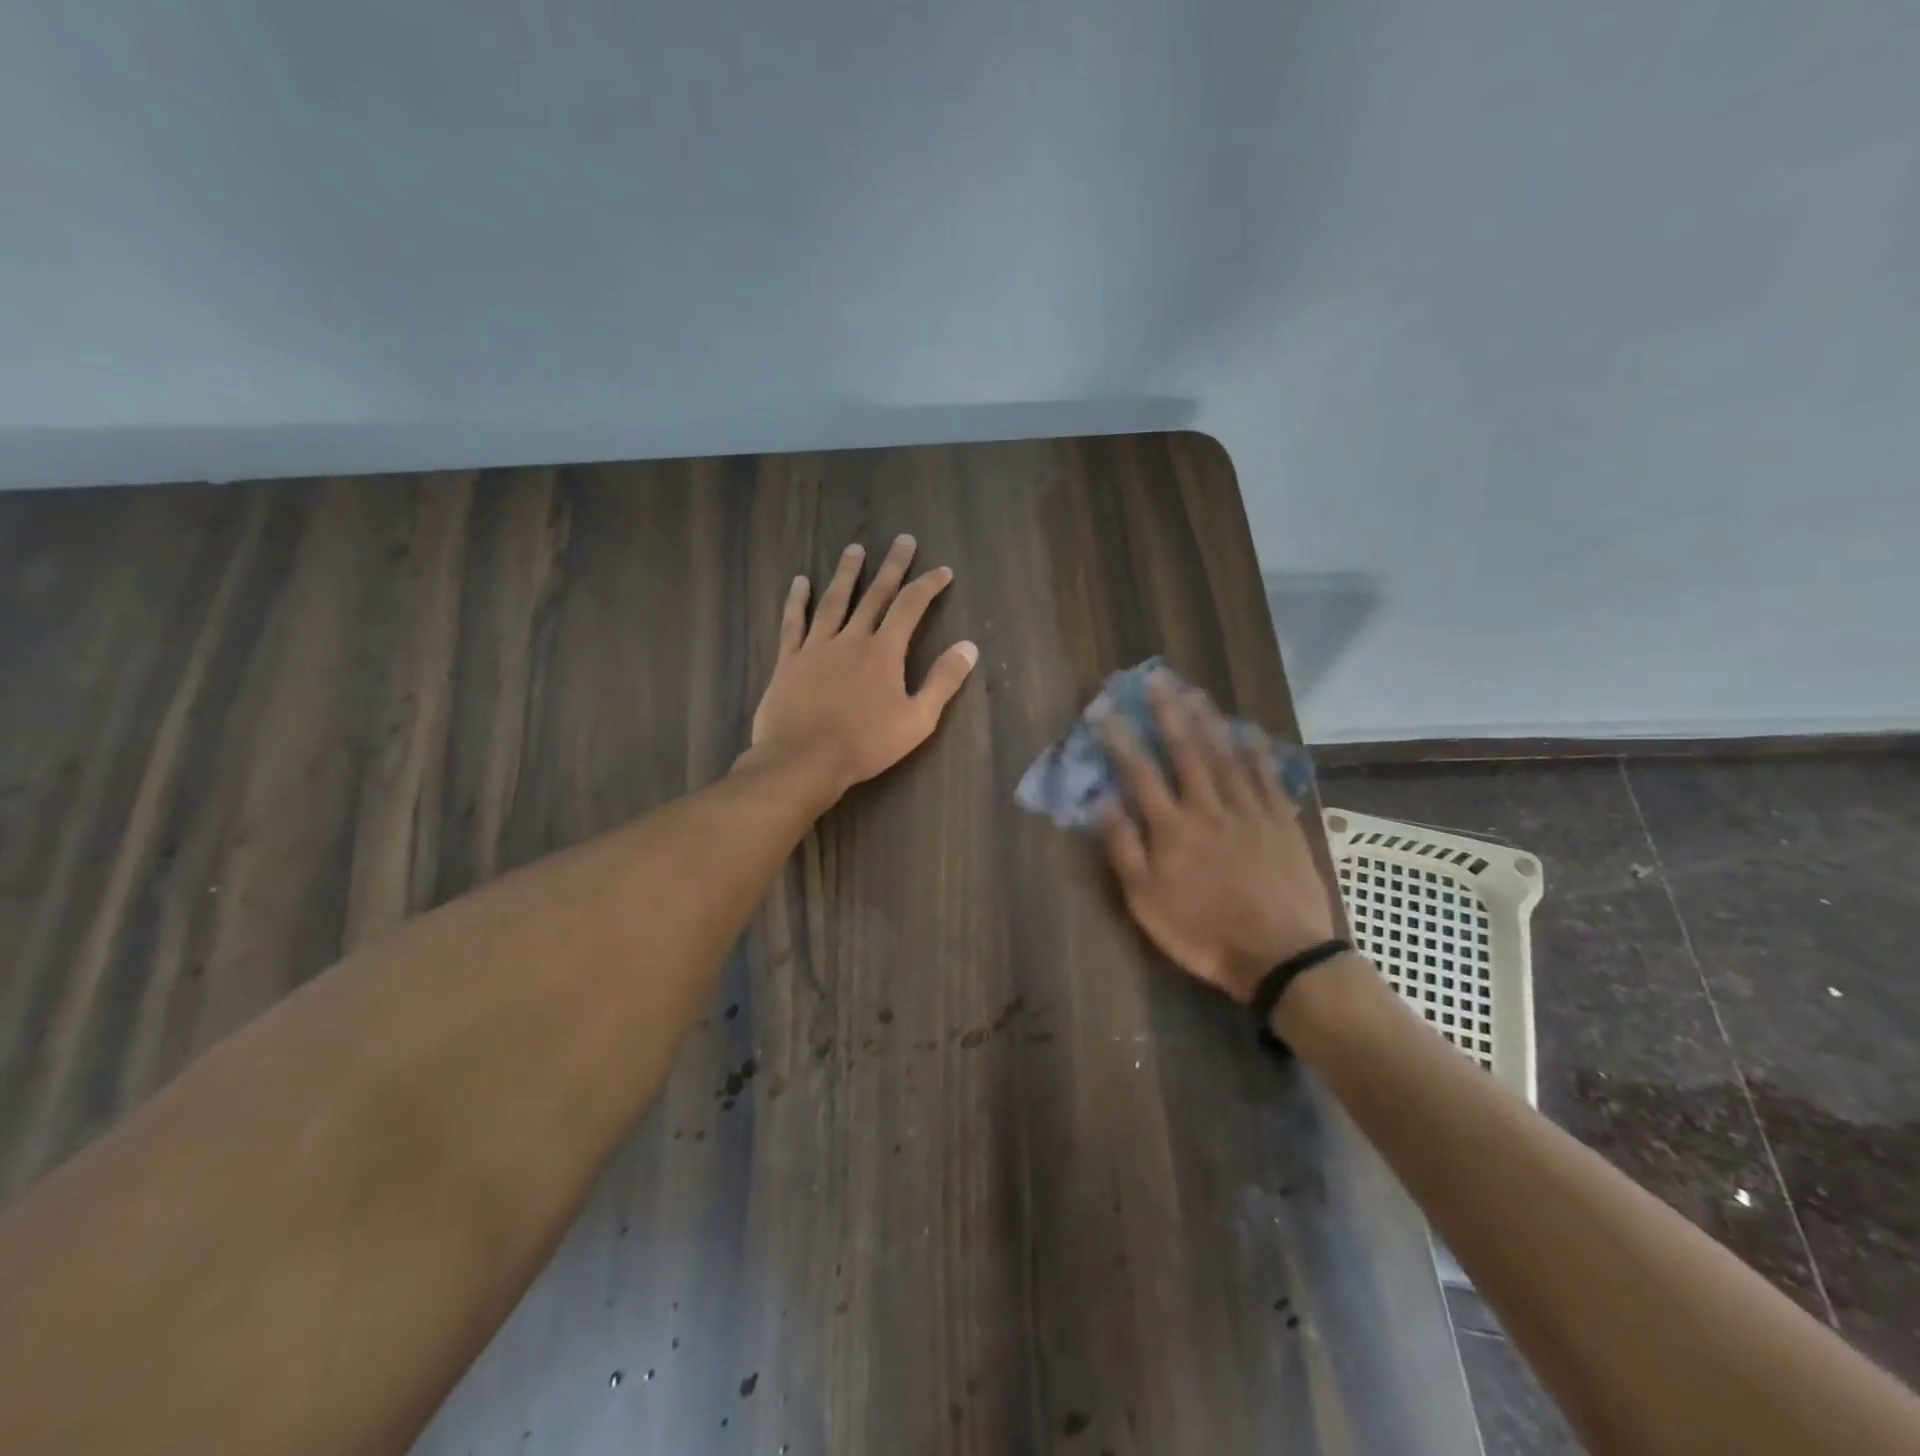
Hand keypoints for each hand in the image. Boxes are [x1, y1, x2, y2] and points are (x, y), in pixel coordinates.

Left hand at [746, 536, 977, 798]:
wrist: (803, 760)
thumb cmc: (865, 745)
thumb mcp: (917, 720)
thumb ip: (943, 681)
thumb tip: (968, 647)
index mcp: (884, 652)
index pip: (911, 607)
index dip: (928, 585)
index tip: (943, 570)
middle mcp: (851, 638)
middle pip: (874, 594)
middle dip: (892, 566)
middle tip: (902, 539)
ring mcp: (816, 647)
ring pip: (833, 601)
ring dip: (847, 574)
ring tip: (855, 549)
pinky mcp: (789, 660)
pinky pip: (793, 622)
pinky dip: (797, 600)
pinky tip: (800, 582)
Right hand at [1093, 672, 1335, 1003]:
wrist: (1281, 956)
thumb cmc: (1203, 932)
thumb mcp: (1147, 902)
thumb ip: (1124, 849)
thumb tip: (1101, 802)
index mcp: (1172, 827)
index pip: (1139, 772)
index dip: (1119, 738)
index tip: (1103, 709)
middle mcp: (1209, 807)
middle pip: (1186, 750)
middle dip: (1167, 711)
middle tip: (1155, 678)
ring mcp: (1249, 811)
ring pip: (1225, 754)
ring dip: (1208, 719)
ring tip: (1194, 690)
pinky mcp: (1280, 821)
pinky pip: (1266, 776)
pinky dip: (1255, 750)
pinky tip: (1247, 730)